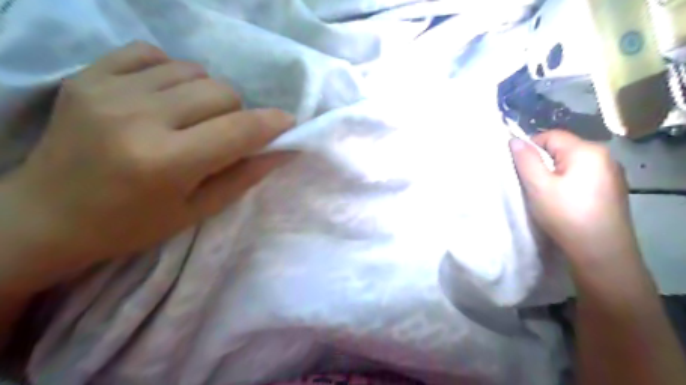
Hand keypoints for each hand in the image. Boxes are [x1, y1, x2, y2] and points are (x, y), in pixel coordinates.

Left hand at [5, 42, 294, 274]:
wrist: (47, 216)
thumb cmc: (132, 224)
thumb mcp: (198, 210)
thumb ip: (244, 177)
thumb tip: (283, 151)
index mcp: (166, 163)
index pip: (239, 129)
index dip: (272, 124)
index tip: (288, 124)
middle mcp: (138, 118)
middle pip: (221, 92)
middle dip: (236, 113)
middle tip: (223, 135)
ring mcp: (107, 90)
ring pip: (193, 70)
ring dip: (206, 95)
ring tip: (191, 118)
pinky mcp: (87, 76)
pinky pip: (153, 53)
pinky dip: (171, 72)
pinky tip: (163, 96)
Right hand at [508, 131, 636, 263]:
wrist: (601, 252)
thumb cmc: (565, 215)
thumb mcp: (538, 186)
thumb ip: (525, 160)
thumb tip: (514, 139)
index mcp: (586, 150)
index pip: (551, 136)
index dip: (531, 148)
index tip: (521, 170)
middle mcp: (604, 155)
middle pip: (563, 148)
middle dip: (544, 162)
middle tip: (533, 185)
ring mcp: (612, 172)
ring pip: (573, 163)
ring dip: (557, 173)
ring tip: (549, 195)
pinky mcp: (614, 188)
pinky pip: (585, 175)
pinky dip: (571, 182)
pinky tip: (567, 201)